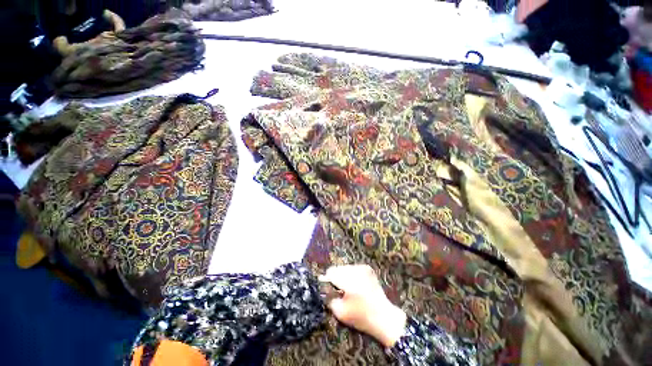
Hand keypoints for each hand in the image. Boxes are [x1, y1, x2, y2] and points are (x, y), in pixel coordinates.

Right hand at [319, 265, 406, 347]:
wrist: (384, 316)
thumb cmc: (361, 317)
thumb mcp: (340, 312)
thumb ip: (329, 299)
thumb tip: (324, 289)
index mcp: (349, 280)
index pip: (330, 272)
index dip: (327, 280)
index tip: (327, 287)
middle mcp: (355, 270)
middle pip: (337, 268)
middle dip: (335, 277)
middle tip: (339, 290)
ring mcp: (363, 268)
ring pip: (345, 267)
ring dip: (343, 275)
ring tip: (348, 289)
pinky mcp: (368, 268)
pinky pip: (353, 268)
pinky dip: (351, 275)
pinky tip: (356, 285)